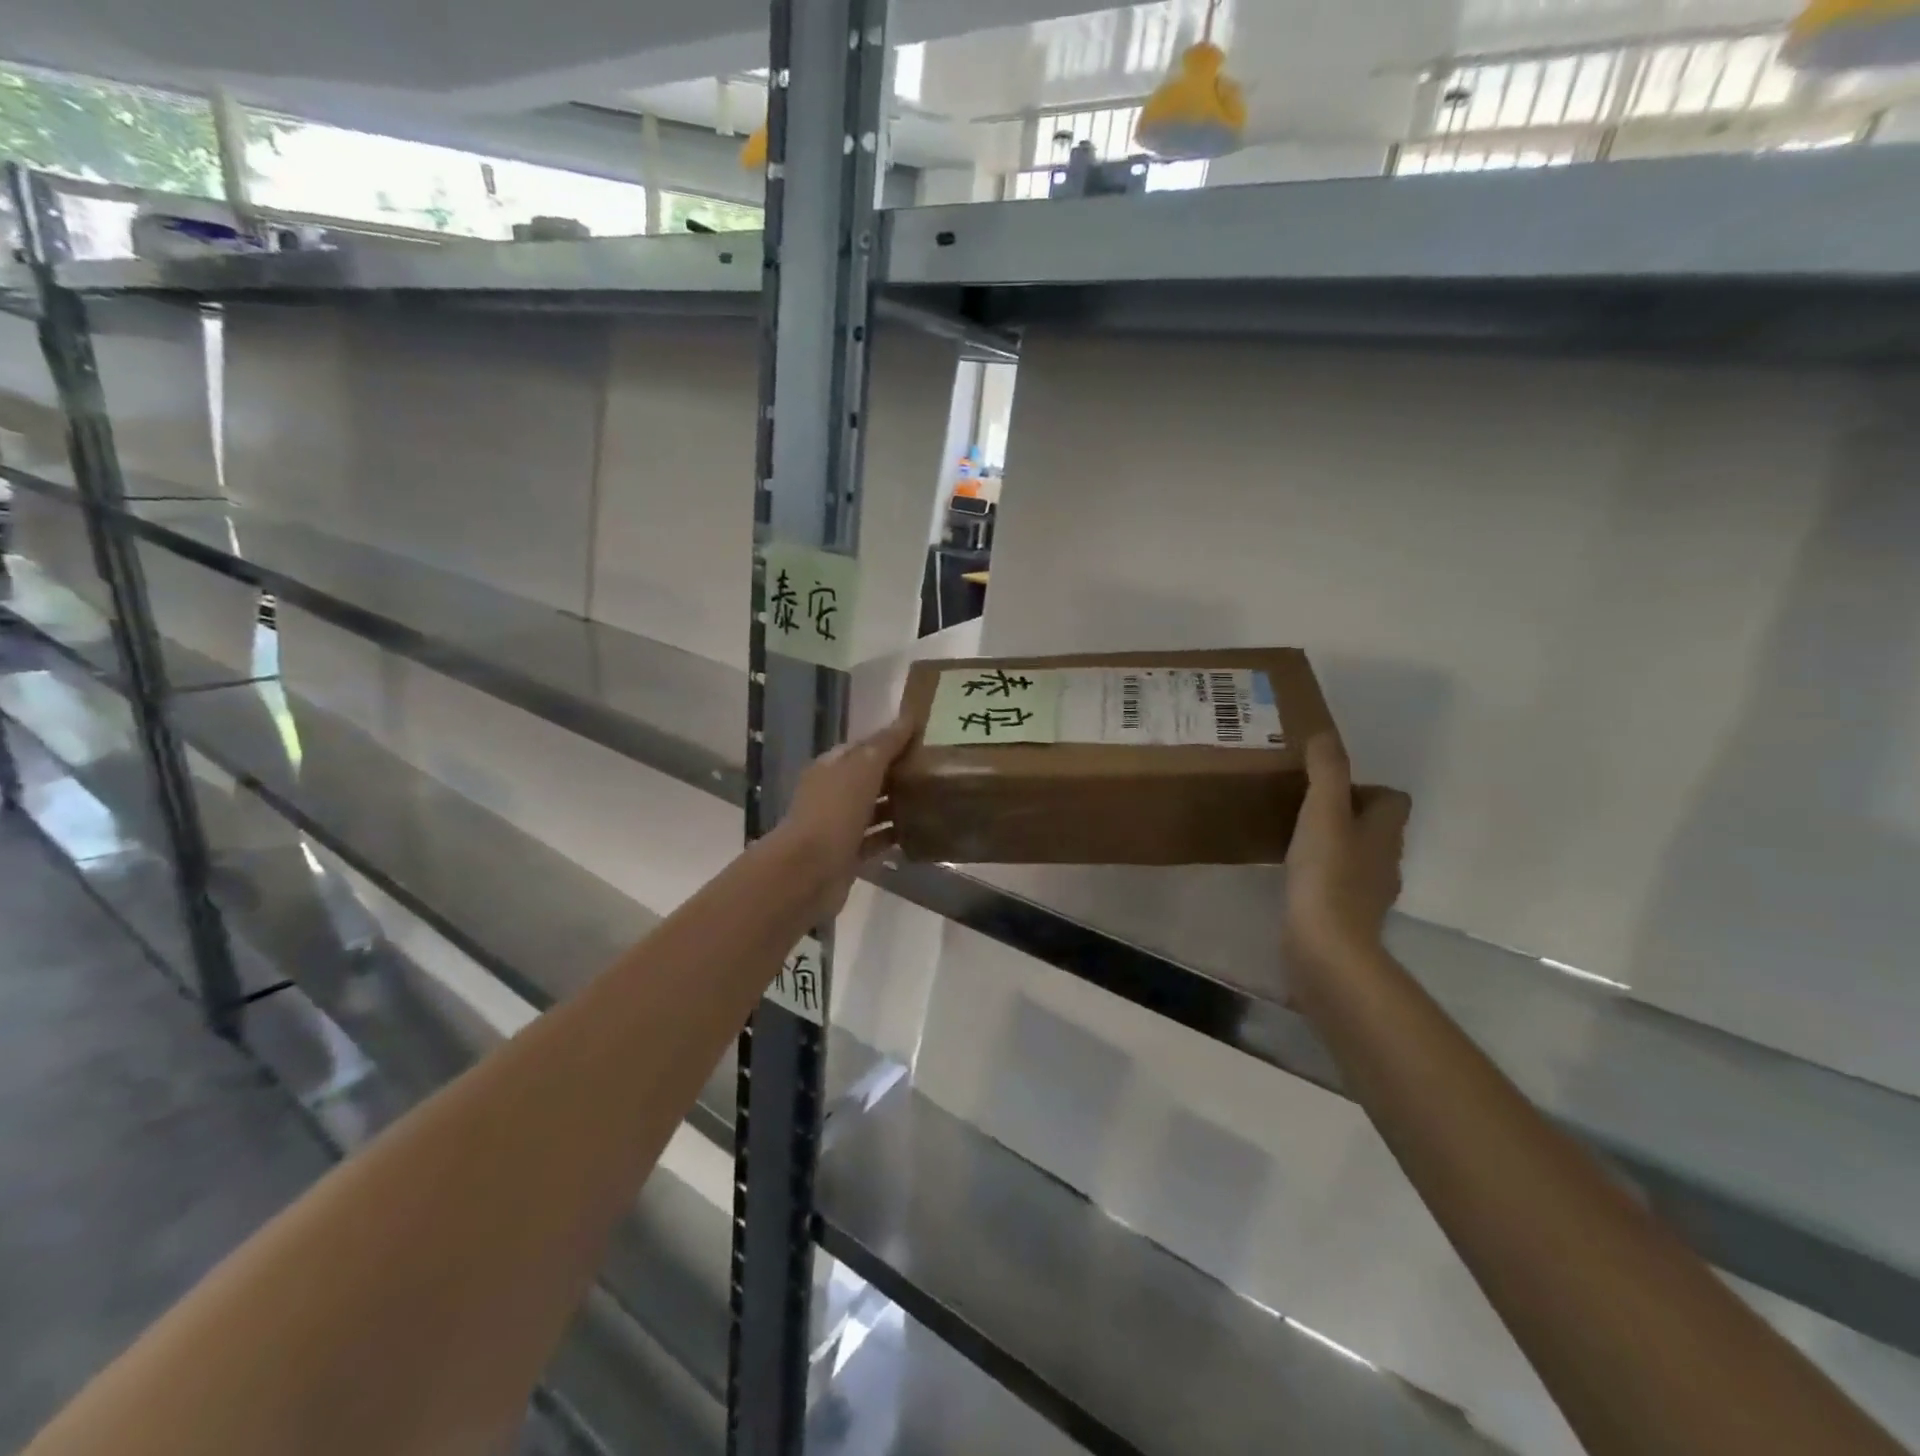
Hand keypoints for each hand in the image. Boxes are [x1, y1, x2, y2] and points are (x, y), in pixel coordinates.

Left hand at [775, 715, 917, 923]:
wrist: (808, 871)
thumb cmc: (834, 812)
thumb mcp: (862, 769)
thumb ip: (885, 745)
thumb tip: (907, 718)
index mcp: (831, 767)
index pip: (865, 747)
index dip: (892, 741)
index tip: (926, 739)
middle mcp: (833, 792)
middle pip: (870, 778)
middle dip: (899, 773)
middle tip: (938, 770)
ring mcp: (839, 825)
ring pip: (874, 808)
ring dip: (899, 804)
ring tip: (935, 798)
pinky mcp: (848, 854)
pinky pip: (876, 839)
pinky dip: (894, 834)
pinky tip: (920, 832)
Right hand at [1283, 733, 1410, 988]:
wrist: (1325, 946)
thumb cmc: (1327, 873)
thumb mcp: (1323, 811)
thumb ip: (1326, 771)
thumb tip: (1324, 734)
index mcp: (1385, 832)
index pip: (1393, 799)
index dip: (1366, 789)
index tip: (1328, 789)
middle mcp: (1385, 860)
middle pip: (1376, 828)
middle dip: (1347, 815)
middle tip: (1306, 809)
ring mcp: (1369, 893)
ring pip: (1358, 857)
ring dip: (1335, 846)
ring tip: (1297, 840)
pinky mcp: (1348, 917)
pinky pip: (1340, 885)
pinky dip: (1324, 876)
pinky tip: (1295, 877)